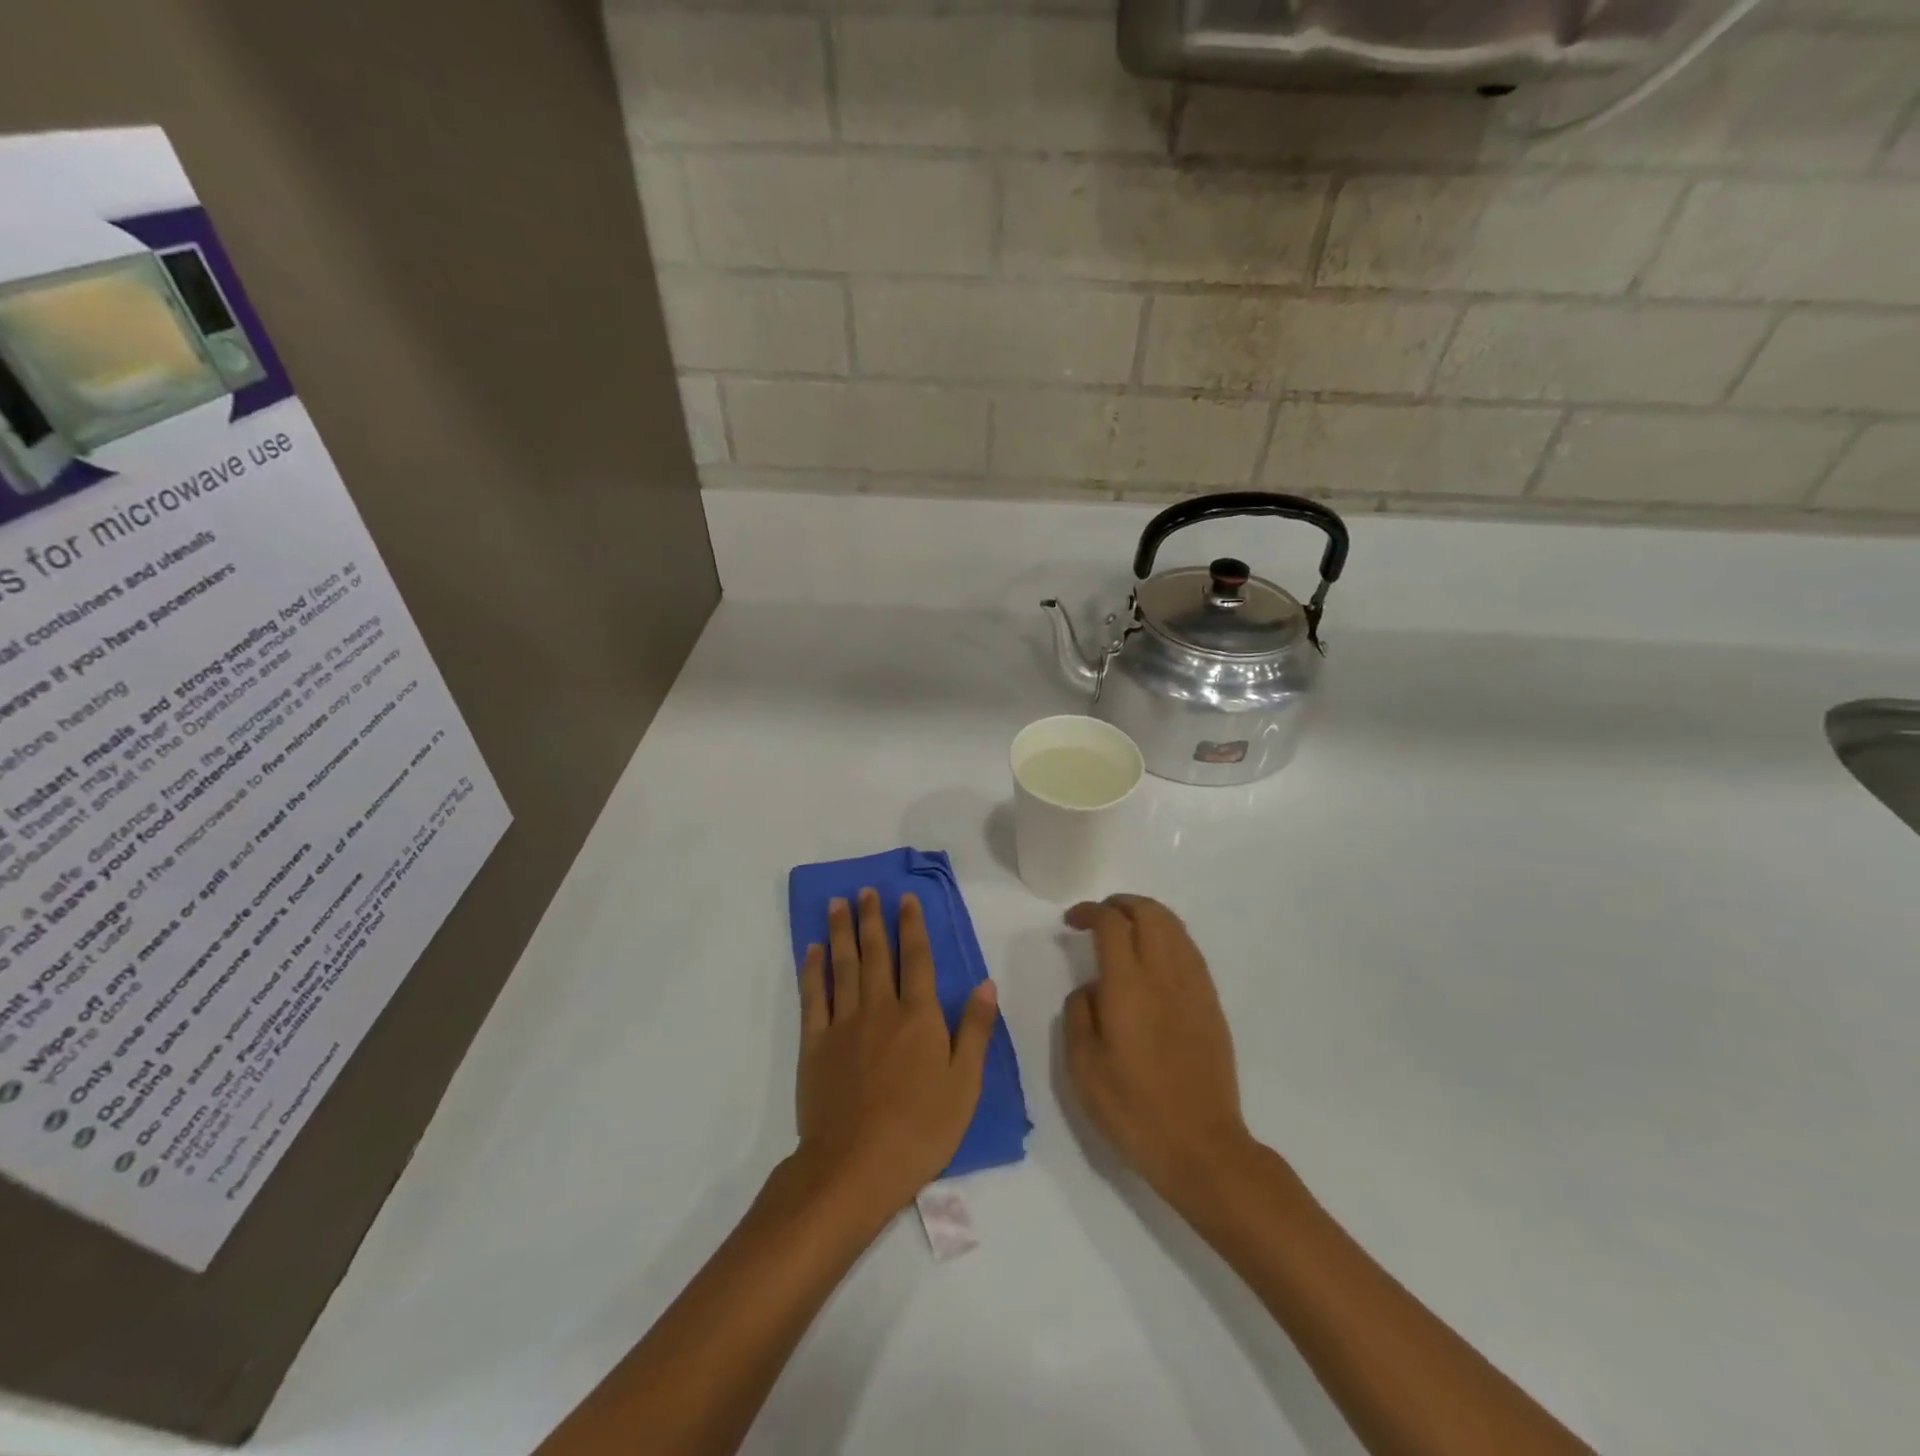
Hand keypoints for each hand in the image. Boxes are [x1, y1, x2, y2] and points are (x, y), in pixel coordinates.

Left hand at [796, 889, 998, 1219]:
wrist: (855, 1166)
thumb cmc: (921, 1129)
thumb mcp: (965, 1084)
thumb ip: (975, 1030)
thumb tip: (986, 983)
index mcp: (919, 1016)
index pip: (917, 959)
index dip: (911, 926)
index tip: (905, 899)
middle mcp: (880, 1008)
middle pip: (876, 953)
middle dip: (873, 919)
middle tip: (867, 890)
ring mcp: (843, 1024)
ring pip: (843, 966)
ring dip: (841, 932)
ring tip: (839, 903)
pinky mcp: (815, 1044)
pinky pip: (813, 997)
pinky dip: (812, 970)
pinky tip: (812, 950)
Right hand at [1062, 895, 1253, 1201]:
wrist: (1201, 1146)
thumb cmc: (1133, 1108)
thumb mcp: (1083, 1065)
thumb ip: (1079, 1013)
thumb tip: (1091, 987)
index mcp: (1128, 985)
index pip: (1111, 923)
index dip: (1089, 911)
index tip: (1072, 921)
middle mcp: (1164, 974)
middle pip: (1149, 912)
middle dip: (1121, 903)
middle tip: (1099, 917)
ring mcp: (1194, 987)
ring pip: (1174, 926)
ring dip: (1147, 915)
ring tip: (1126, 930)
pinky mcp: (1211, 1003)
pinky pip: (1189, 950)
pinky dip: (1168, 937)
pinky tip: (1154, 959)